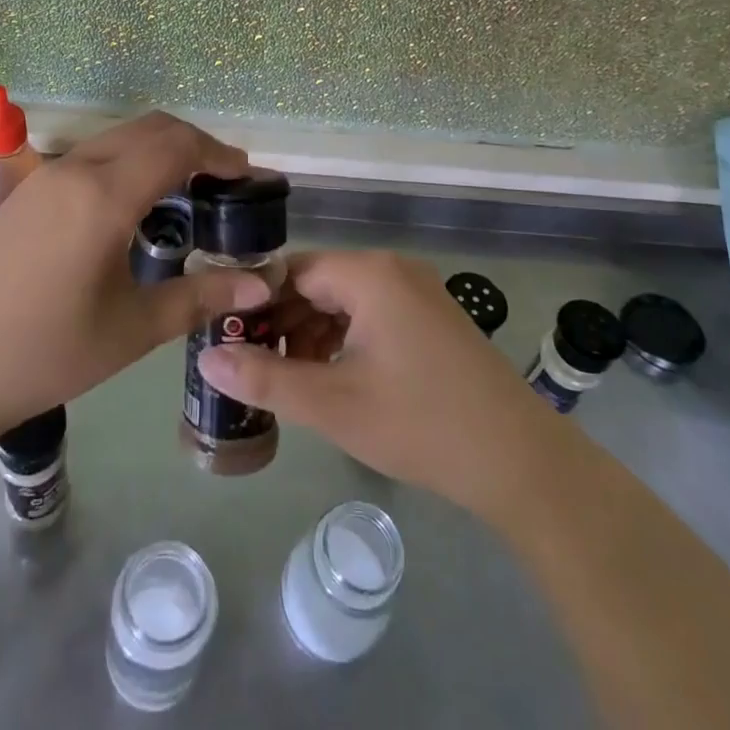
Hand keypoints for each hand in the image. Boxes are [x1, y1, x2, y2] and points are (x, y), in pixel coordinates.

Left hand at [0, 112, 264, 443]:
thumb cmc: (44, 353)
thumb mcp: (131, 330)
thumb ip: (200, 298)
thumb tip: (261, 287)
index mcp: (104, 196)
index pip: (176, 147)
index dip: (219, 153)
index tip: (248, 175)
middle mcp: (76, 168)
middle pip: (150, 128)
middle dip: (194, 143)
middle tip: (225, 180)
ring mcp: (46, 174)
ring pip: (118, 137)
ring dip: (159, 149)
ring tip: (188, 189)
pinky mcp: (28, 189)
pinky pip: (92, 154)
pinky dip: (128, 160)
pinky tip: (135, 204)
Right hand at [197, 250, 546, 519]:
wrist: (521, 461)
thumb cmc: (421, 424)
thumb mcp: (333, 404)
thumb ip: (265, 379)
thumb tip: (208, 358)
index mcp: (368, 274)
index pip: (292, 271)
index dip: (256, 303)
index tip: (230, 338)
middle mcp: (392, 268)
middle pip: (318, 282)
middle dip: (283, 320)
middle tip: (253, 364)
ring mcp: (416, 291)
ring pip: (344, 299)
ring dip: (312, 332)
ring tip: (289, 377)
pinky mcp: (431, 316)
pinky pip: (372, 312)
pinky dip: (344, 337)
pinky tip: (333, 376)